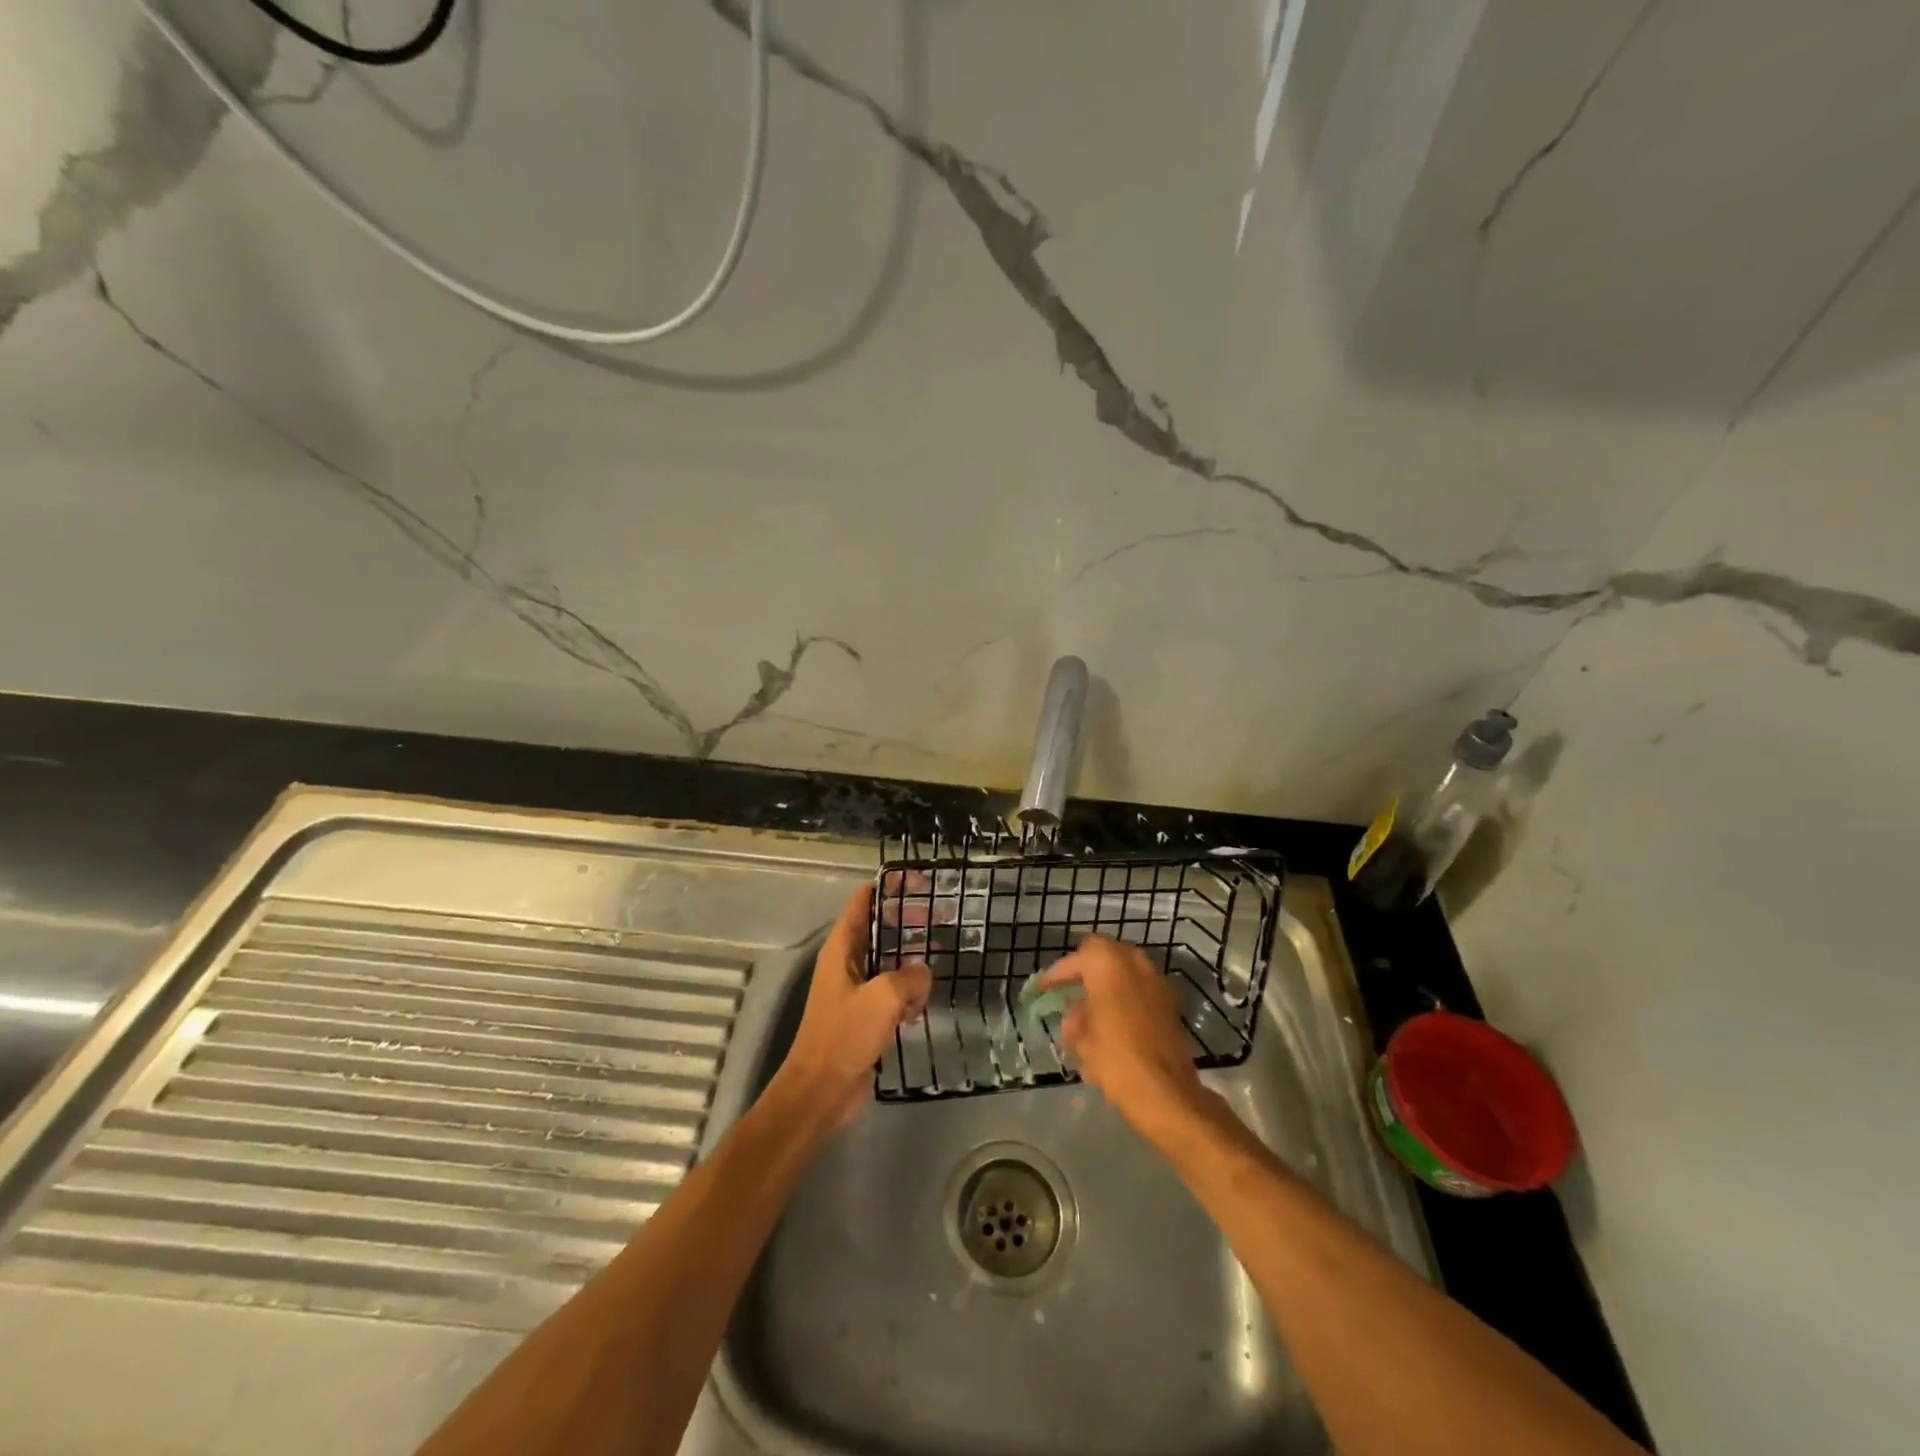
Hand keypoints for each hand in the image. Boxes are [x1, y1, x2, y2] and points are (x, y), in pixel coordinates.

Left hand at [772, 883, 931, 1126]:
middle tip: (941, 916)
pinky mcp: (865, 1017)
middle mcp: (847, 963)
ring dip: (912, 961)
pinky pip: (891, 994)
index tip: (920, 881)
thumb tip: (923, 970)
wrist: (821, 1092)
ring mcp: (856, 991)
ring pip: (889, 963)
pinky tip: (924, 1005)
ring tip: (942, 957)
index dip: (889, 886)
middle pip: (880, 928)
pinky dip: (908, 993)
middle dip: (908, 921)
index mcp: (842, 949)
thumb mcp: (883, 997)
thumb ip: (909, 976)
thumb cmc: (845, 1036)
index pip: (863, 901)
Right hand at [1035, 935, 1212, 1141]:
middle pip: (1101, 951)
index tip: (1042, 988)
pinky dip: (1124, 990)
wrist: (1166, 1092)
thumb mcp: (1082, 1040)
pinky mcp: (1169, 999)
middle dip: (1083, 965)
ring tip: (1090, 1000)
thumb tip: (1074, 1011)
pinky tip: (1114, 1013)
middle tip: (1068, 986)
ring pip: (1123, 964)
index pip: (1072, 961)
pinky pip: (1139, 982)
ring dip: (1106, 976)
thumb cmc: (1115, 1060)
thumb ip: (1074, 1018)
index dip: (1054, 975)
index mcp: (1106, 964)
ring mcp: (1155, 978)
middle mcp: (1133, 961)